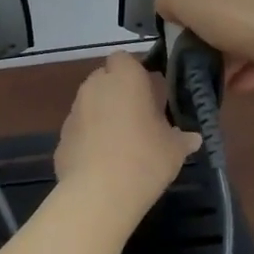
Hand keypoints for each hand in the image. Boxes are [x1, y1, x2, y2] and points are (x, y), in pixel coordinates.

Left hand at [55, 54, 200, 207]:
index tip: (149, 92)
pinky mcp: (60, 138)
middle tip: (138, 117)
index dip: (135, 72)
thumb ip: (182, 138)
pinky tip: (102, 162)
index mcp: (124, 79)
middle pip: (105, 79)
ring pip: (90, 104)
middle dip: (118, 92)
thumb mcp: (174, 149)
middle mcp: (94, 87)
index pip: (124, 59)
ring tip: (121, 143)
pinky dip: (89, 139)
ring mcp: (73, 112)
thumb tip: (193, 138)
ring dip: (102, 115)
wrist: (99, 194)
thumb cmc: (144, 159)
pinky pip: (79, 131)